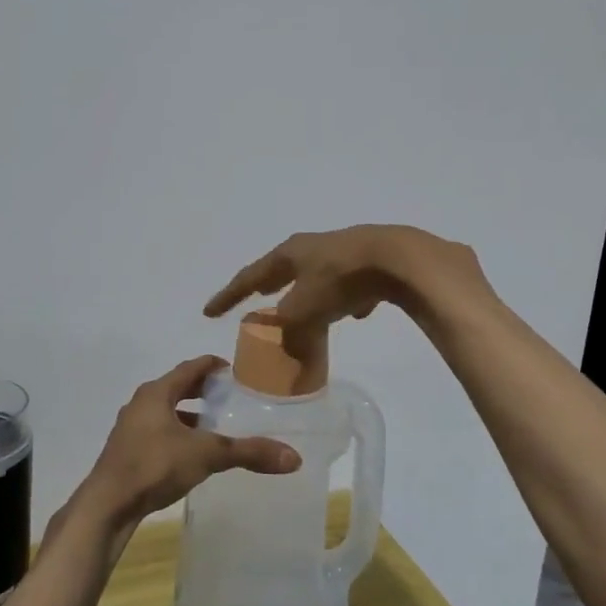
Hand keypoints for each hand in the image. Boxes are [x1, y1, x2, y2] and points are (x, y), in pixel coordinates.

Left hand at [76, 355, 299, 530]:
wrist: (107, 505)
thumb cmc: (154, 466)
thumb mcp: (206, 455)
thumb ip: (248, 452)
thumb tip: (293, 457)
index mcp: (157, 392)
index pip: (191, 367)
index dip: (214, 366)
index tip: (236, 371)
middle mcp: (141, 403)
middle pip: (177, 387)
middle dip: (203, 391)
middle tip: (231, 398)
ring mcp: (131, 428)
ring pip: (166, 412)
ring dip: (189, 415)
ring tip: (215, 427)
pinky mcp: (127, 452)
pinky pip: (158, 432)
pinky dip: (177, 434)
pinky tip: (191, 454)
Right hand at [203, 225, 482, 328]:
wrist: (396, 257)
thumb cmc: (340, 279)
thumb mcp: (306, 313)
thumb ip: (291, 338)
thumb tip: (290, 358)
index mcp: (289, 254)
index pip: (250, 277)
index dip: (228, 296)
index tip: (208, 311)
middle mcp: (312, 248)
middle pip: (284, 271)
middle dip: (270, 287)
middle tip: (258, 298)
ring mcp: (344, 251)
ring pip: (319, 277)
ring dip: (311, 295)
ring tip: (310, 312)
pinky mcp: (371, 261)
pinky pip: (350, 284)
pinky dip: (346, 298)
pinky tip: (358, 312)